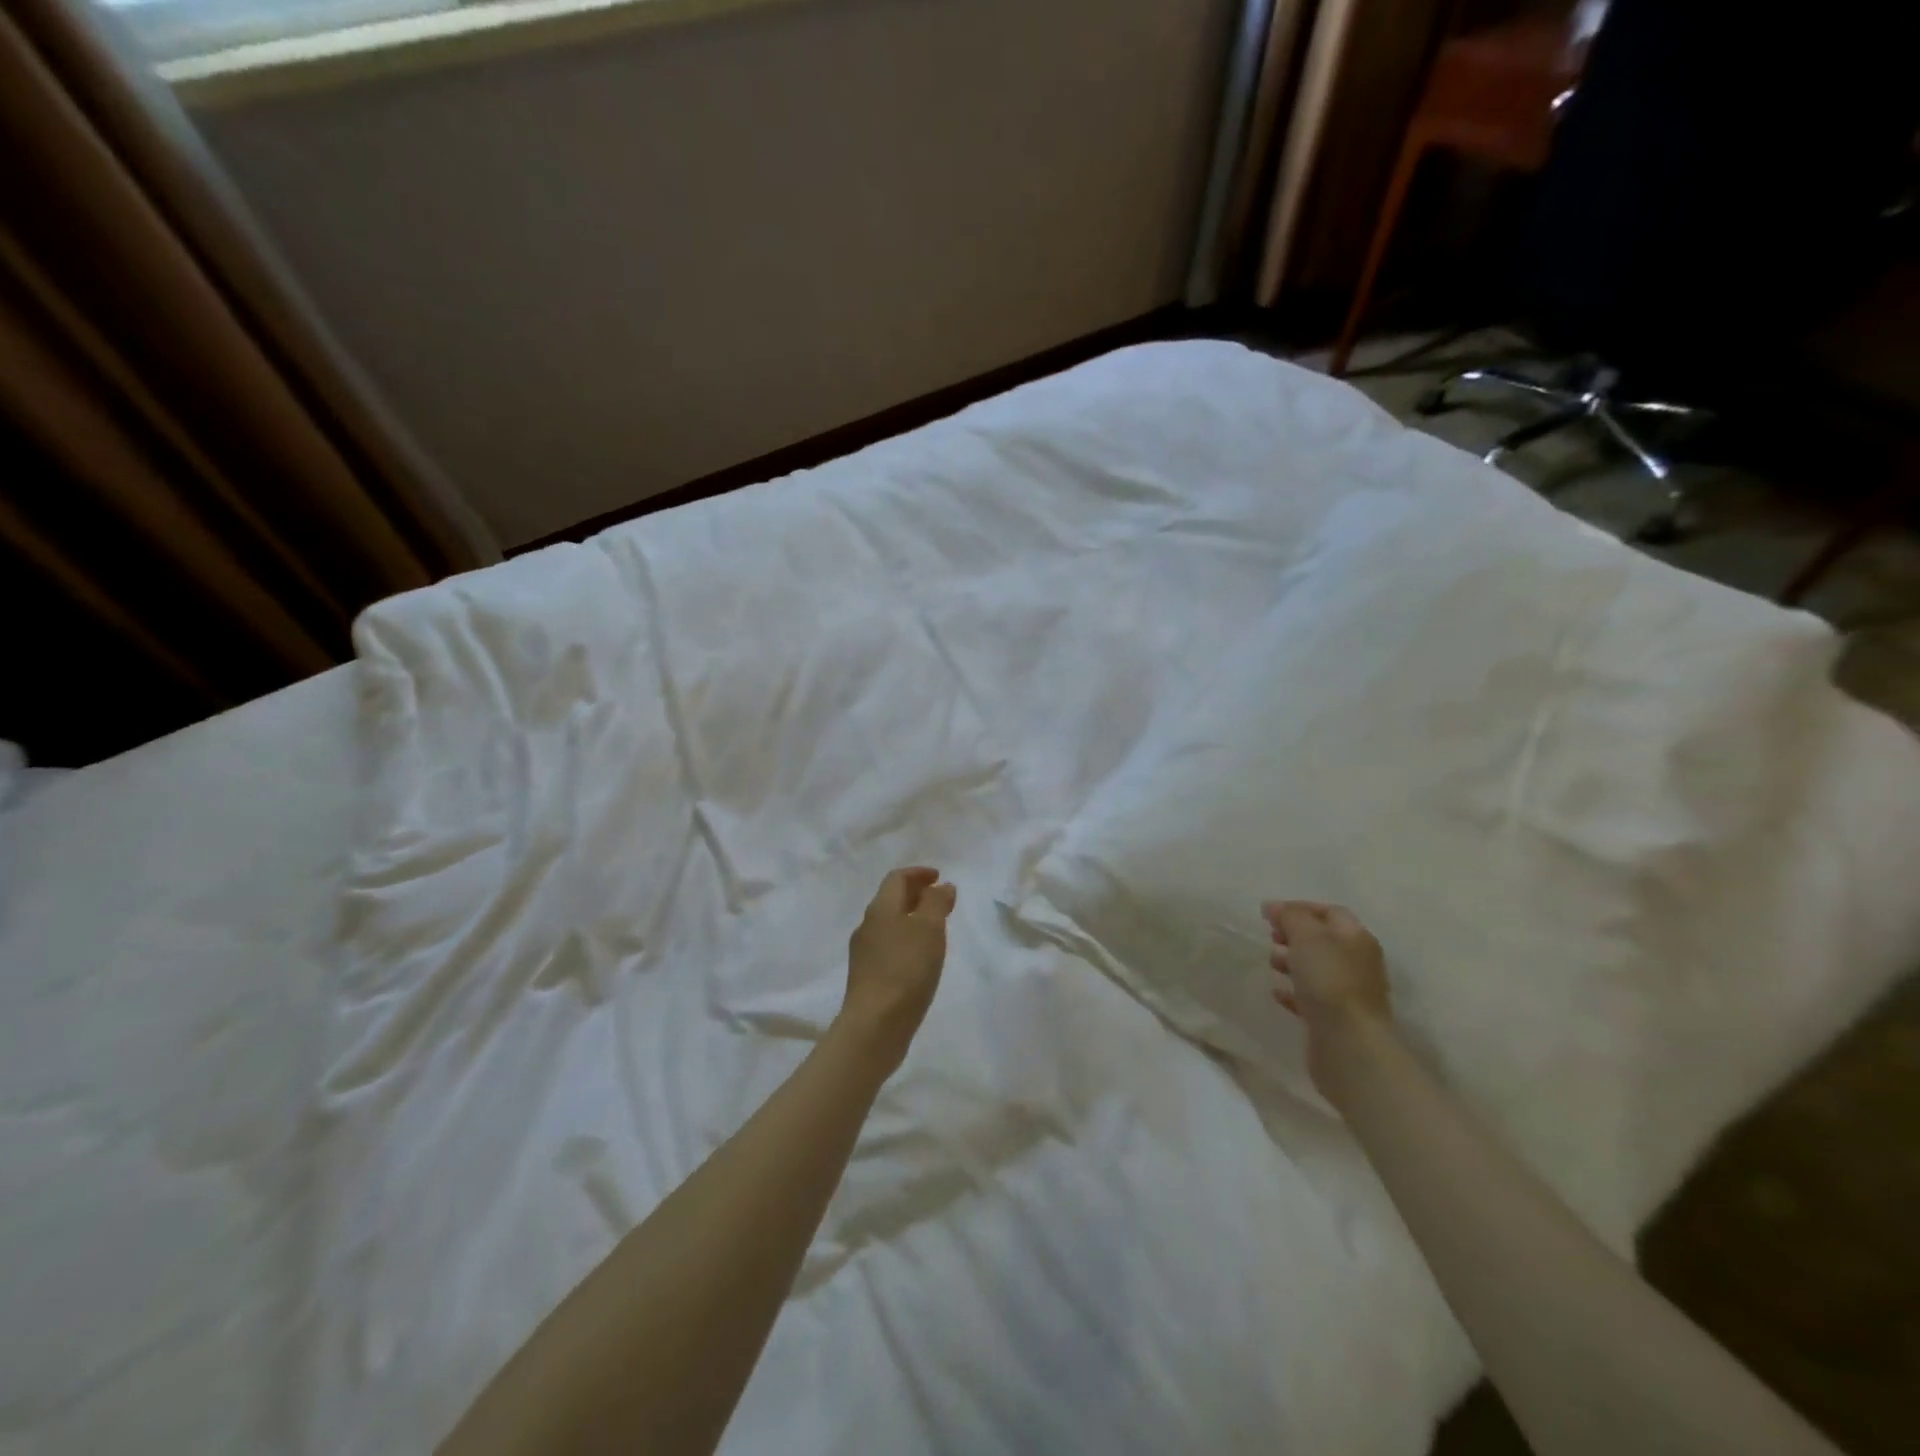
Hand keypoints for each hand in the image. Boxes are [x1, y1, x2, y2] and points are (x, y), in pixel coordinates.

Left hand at [840, 867, 956, 1070]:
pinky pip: (889, 946)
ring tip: (936, 928)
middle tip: (941, 900)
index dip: (919, 873)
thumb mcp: (929, 930)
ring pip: (890, 924)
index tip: (940, 877)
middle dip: (916, 894)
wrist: (875, 1025)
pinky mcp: (868, 977)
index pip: (897, 878)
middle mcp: (868, 926)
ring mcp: (865, 953)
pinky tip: (921, 958)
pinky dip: (907, 940)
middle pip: (891, 899)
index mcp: (880, 909)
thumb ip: (936, 903)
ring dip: (912, 918)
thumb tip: (942, 886)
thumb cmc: (906, 970)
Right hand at [1262, 900, 1392, 1096]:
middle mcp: (1357, 962)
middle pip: (1323, 940)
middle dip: (1294, 936)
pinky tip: (1277, 992)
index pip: (1329, 912)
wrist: (1348, 1043)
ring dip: (1291, 962)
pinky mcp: (1336, 1018)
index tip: (1269, 914)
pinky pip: (1311, 997)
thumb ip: (1290, 916)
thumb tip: (1274, 907)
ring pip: (1316, 968)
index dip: (1299, 908)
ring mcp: (1348, 992)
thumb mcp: (1307, 936)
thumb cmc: (1329, 980)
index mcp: (1356, 938)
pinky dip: (1293, 991)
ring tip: (1272, 964)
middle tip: (1270, 938)